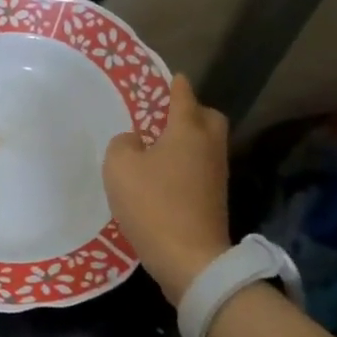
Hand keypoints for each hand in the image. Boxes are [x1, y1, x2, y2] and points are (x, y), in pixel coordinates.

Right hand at [103, 76, 231, 305]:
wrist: (190, 259)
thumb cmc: (153, 204)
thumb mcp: (120, 167)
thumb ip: (123, 144)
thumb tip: (135, 142)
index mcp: (188, 130)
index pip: (184, 96)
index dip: (176, 85)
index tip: (173, 77)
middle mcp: (208, 147)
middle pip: (209, 118)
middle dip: (193, 111)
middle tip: (168, 116)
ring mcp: (216, 175)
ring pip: (208, 145)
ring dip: (190, 141)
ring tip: (161, 147)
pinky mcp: (215, 200)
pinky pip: (202, 169)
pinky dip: (188, 165)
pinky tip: (166, 176)